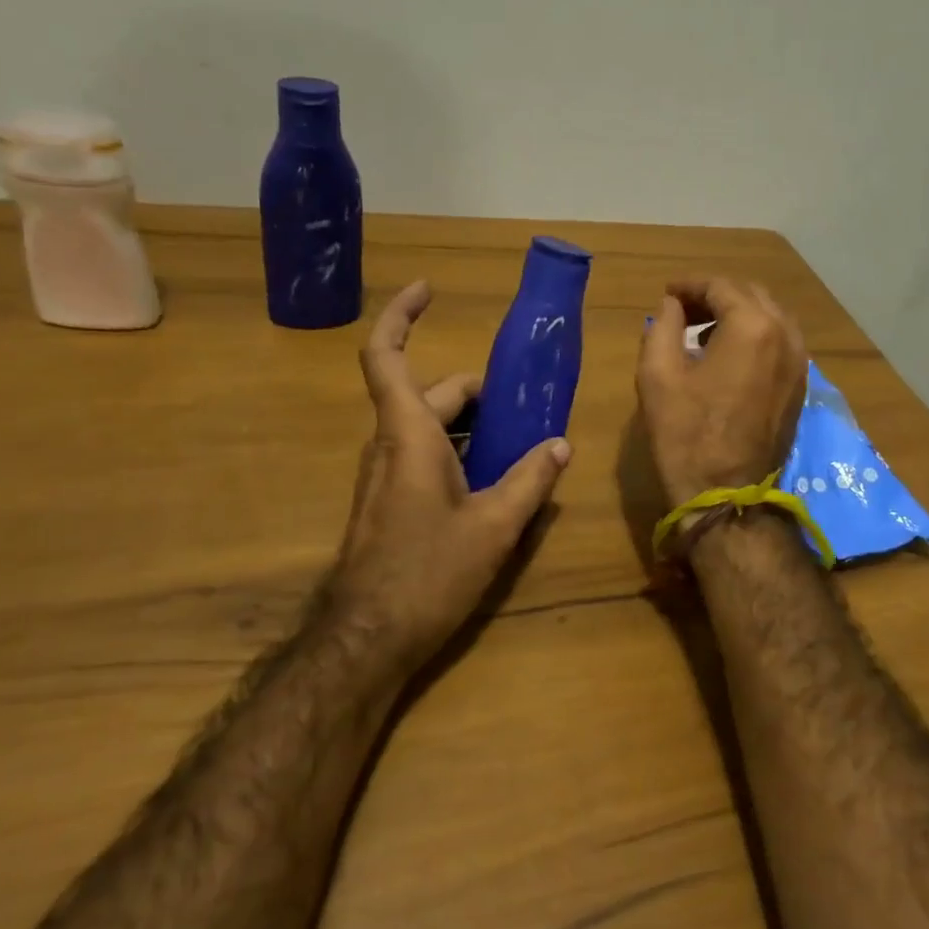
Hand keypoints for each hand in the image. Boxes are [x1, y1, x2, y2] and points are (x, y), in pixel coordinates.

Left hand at [330, 280, 571, 667]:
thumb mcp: (494, 526)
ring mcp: (384, 475)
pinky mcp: (387, 503)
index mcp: (410, 434)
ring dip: (471, 427)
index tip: (428, 289)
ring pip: (429, 428)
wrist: (368, 638)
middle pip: (431, 395)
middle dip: (477, 394)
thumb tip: (560, 445)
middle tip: (525, 407)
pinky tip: (493, 484)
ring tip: (520, 446)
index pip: (387, 356)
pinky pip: (424, 457)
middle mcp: (389, 445)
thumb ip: (531, 479)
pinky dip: (458, 453)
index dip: (401, 315)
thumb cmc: (429, 572)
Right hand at [635, 278, 807, 510]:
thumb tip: (673, 305)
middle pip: (751, 295)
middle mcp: (786, 336)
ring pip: (770, 317)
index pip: (721, 286)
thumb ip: (663, 326)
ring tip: (702, 330)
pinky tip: (728, 354)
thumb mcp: (657, 374)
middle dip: (715, 295)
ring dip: (737, 314)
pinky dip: (755, 335)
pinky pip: (780, 342)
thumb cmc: (686, 434)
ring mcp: (799, 362)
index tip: (667, 293)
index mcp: (753, 327)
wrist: (726, 494)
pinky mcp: (799, 386)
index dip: (690, 285)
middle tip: (682, 309)